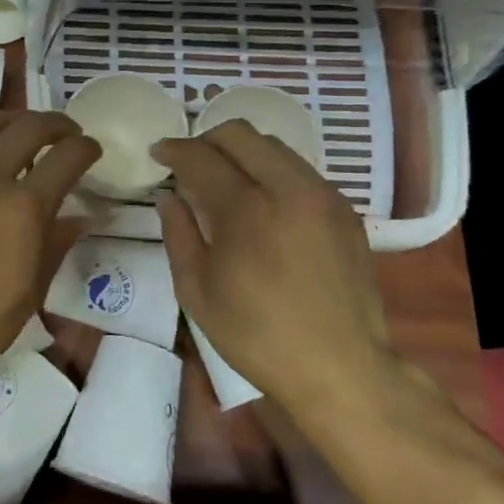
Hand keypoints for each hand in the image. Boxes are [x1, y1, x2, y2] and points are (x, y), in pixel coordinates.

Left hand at [0, 111, 99, 388]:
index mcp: (23, 208)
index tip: (90, 150)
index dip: (85, 148)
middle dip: (56, 124)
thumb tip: (80, 217)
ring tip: (19, 128)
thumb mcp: (31, 290)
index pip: (66, 158)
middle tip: (64, 133)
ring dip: (10, 119)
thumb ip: (56, 243)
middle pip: (28, 128)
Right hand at [153, 122, 388, 413]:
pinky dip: (271, 171)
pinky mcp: (345, 210)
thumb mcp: (196, 290)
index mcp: (247, 211)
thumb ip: (178, 233)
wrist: (340, 369)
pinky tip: (261, 202)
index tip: (158, 153)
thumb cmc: (256, 335)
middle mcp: (289, 190)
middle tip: (189, 164)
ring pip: (274, 146)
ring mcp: (323, 197)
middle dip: (206, 140)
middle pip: (240, 134)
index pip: (202, 157)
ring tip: (224, 181)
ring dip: (241, 152)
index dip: (174, 150)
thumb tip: (169, 196)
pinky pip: (300, 170)